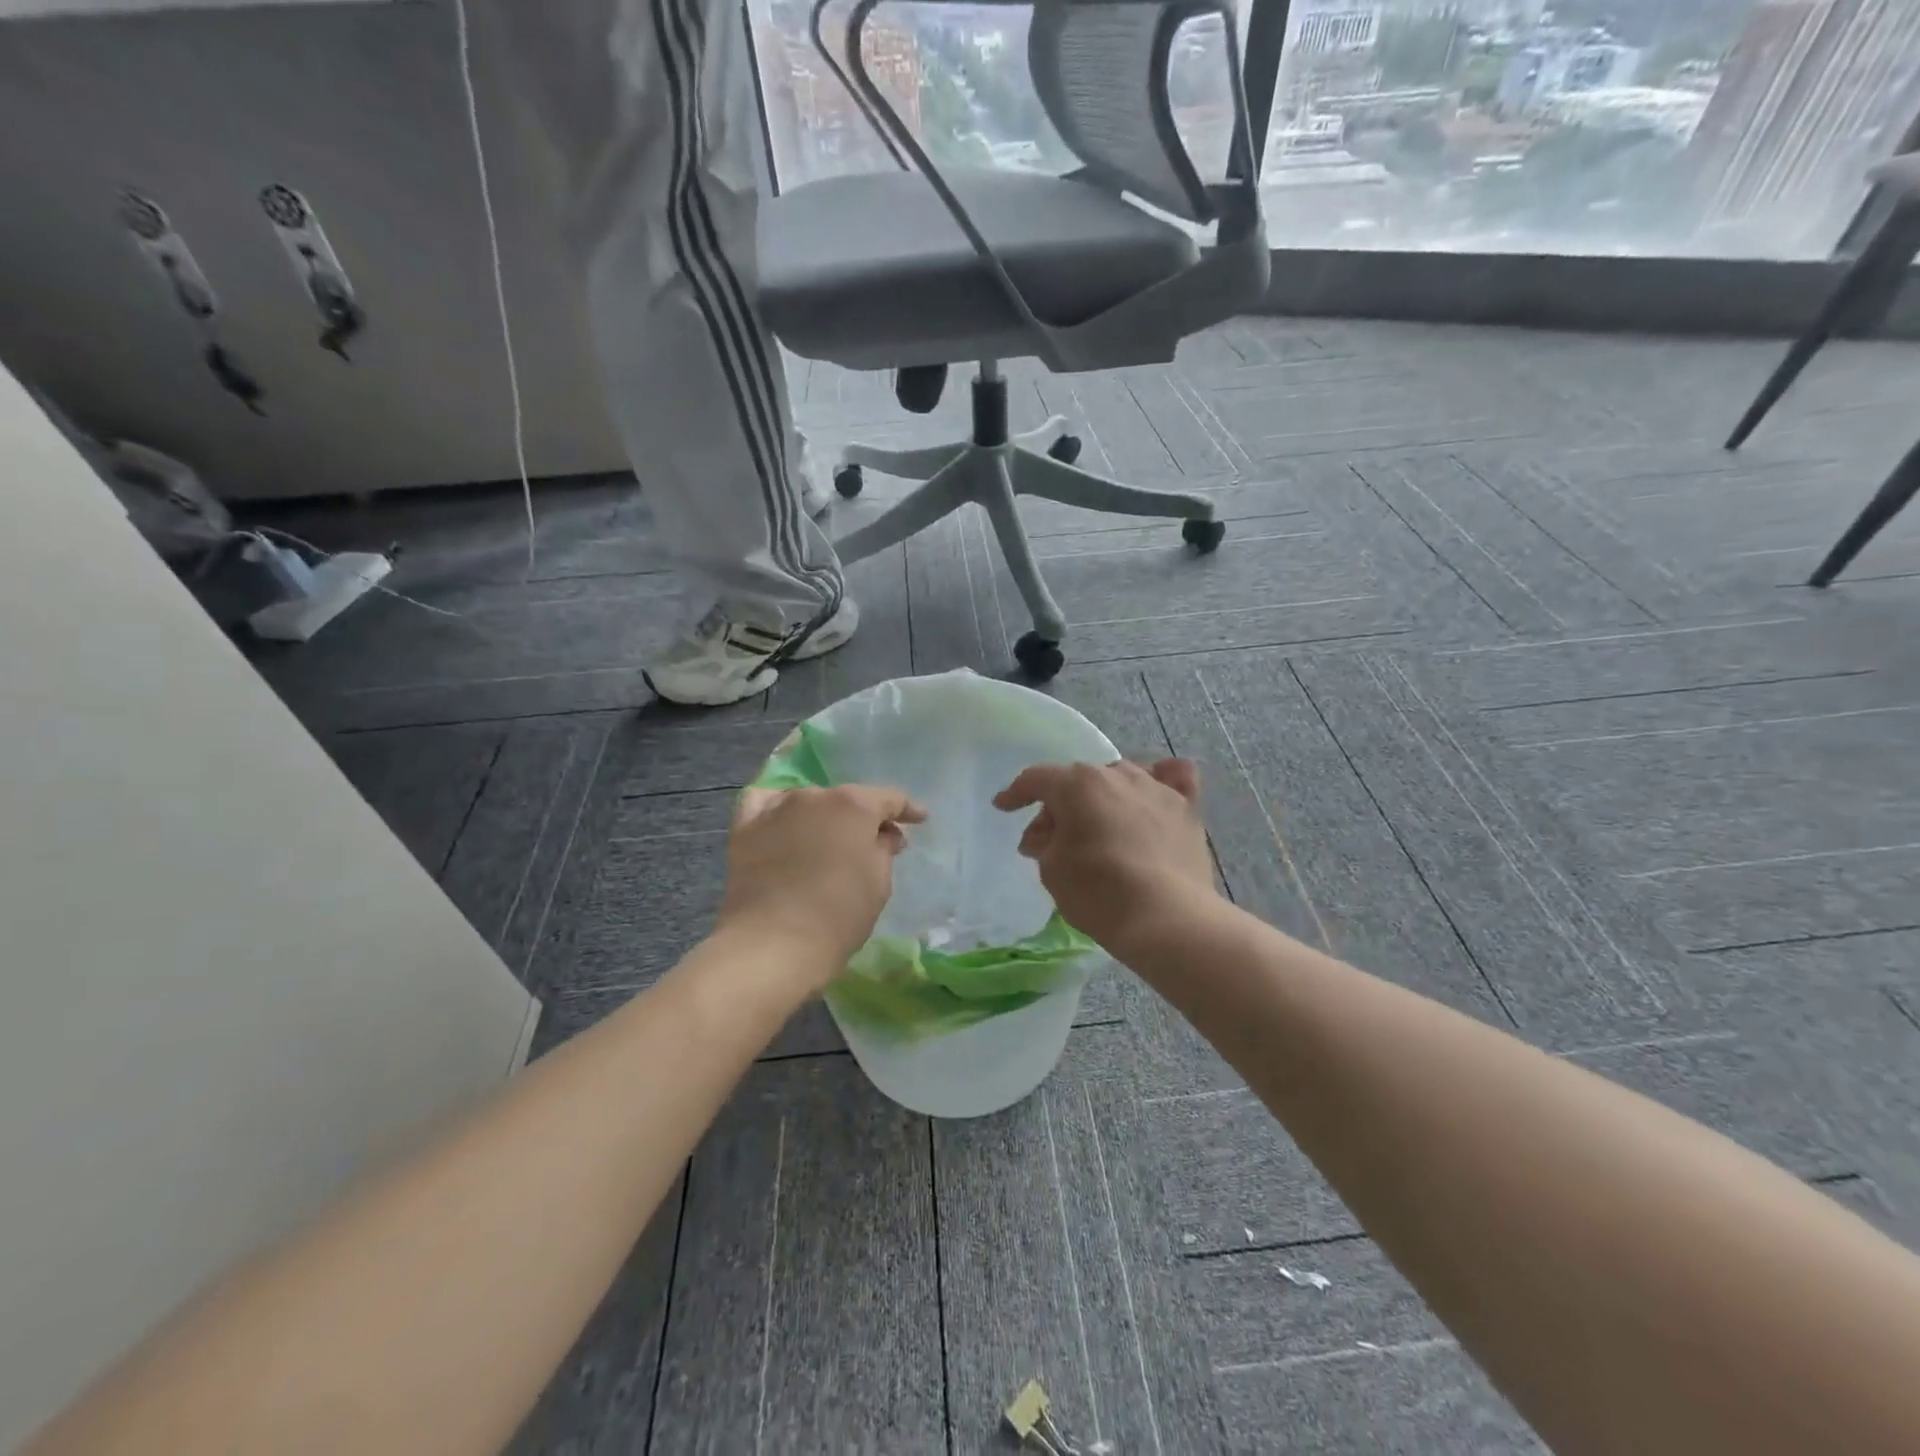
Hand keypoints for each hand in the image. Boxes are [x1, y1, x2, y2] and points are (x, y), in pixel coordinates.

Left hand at [717, 784, 926, 987]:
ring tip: (827, 840)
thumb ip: (884, 850)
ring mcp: (776, 808)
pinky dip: (777, 809)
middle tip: (873, 843)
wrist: (772, 945)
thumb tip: (885, 835)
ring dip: (822, 816)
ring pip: (808, 802)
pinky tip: (783, 821)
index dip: (907, 809)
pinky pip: (764, 804)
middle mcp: (814, 795)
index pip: (889, 798)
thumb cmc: (838, 916)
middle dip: (863, 818)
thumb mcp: (878, 884)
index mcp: (854, 805)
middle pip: (846, 800)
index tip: (919, 819)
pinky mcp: (745, 828)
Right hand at [993, 759, 1217, 950]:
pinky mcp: (1186, 808)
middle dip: (1060, 806)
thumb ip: (1043, 843)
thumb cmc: (1098, 892)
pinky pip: (1174, 779)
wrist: (1166, 918)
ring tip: (1097, 827)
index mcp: (1077, 784)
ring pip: (1120, 780)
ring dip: (1102, 798)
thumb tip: (1043, 836)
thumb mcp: (1052, 870)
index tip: (1003, 807)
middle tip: (1049, 840)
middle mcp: (1116, 774)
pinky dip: (1162, 779)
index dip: (1016, 793)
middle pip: (1078, 781)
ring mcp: (1155, 788)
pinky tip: (1157, 788)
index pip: (1037, 779)